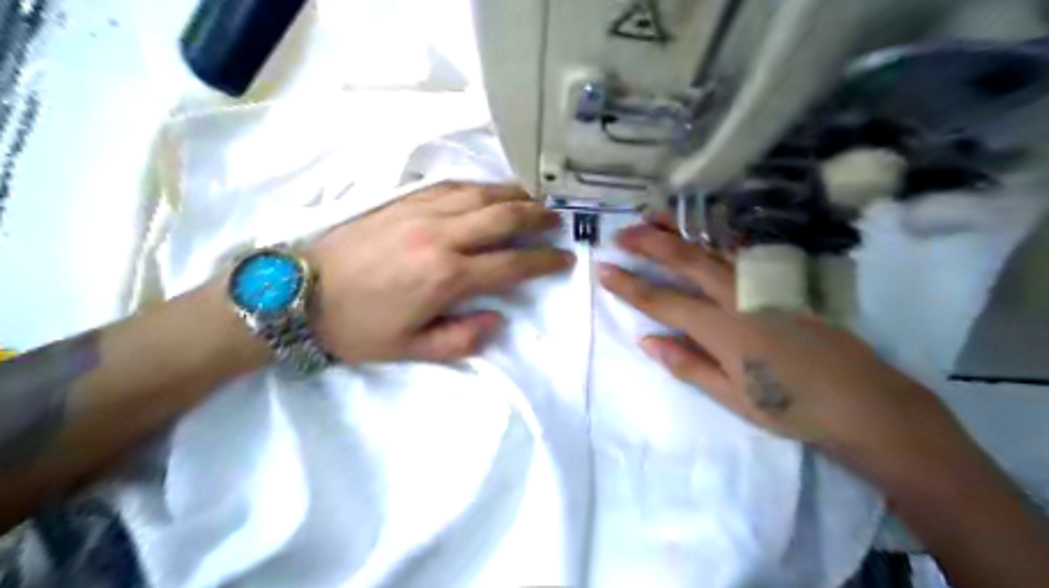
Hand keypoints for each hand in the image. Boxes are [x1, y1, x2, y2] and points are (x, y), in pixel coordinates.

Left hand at [309, 181, 571, 361]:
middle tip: (558, 221)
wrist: (298, 292)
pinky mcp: (403, 200)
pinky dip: (480, 186)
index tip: (565, 259)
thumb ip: (461, 339)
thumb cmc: (356, 327)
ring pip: (481, 194)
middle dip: (538, 219)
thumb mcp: (410, 350)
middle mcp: (441, 236)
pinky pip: (451, 185)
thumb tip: (498, 320)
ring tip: (535, 200)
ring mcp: (421, 212)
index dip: (544, 262)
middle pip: (504, 219)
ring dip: (514, 195)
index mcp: (446, 277)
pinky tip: (490, 190)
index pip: (511, 265)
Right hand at [598, 222, 952, 454]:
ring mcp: (765, 283)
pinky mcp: (786, 280)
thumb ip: (686, 364)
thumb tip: (646, 339)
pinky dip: (718, 234)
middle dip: (650, 244)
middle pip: (686, 261)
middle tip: (622, 234)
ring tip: (654, 216)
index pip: (663, 300)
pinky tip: (706, 226)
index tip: (604, 270)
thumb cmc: (791, 407)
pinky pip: (744, 250)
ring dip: (681, 230)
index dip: (629, 286)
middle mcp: (740, 296)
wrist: (863, 401)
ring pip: (714, 246)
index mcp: (722, 329)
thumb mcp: (732, 396)